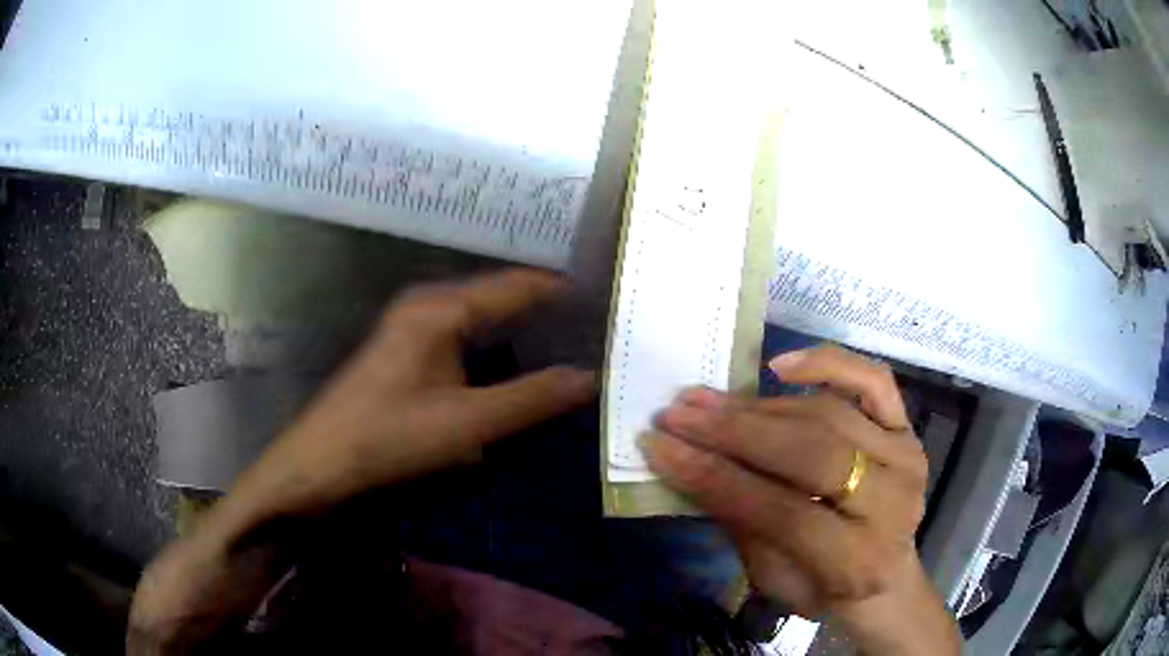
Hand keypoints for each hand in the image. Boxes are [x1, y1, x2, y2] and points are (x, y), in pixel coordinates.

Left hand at [130, 269, 595, 653]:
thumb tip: (588, 378)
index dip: (560, 288)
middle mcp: (428, 305)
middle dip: (545, 305)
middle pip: (499, 295)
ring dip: (520, 324)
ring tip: (567, 334)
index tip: (604, 294)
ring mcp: (413, 326)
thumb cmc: (386, 438)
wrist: (319, 462)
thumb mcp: (466, 424)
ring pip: (481, 315)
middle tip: (595, 318)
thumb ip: (530, 399)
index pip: (516, 286)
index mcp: (441, 309)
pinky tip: (515, 359)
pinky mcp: (406, 349)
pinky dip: (496, 341)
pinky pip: (464, 333)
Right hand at [643, 345, 958, 654]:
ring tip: (703, 400)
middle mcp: (891, 501)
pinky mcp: (909, 429)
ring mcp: (905, 456)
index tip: (658, 447)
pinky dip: (828, 364)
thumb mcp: (771, 575)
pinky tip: (780, 365)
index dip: (714, 477)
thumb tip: (688, 459)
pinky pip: (874, 381)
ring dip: (757, 406)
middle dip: (731, 433)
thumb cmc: (821, 586)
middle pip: (807, 452)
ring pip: (826, 414)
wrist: (883, 576)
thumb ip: (738, 518)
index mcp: (856, 559)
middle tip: (676, 416)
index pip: (778, 509)